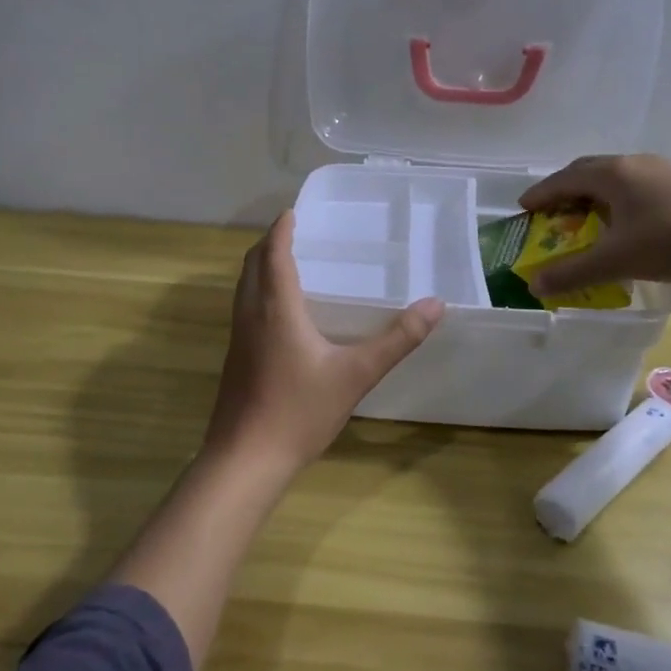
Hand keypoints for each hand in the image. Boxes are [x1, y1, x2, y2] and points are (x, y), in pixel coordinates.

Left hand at [200, 211, 443, 476]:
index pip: (274, 253)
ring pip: (244, 287)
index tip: (294, 211)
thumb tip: (435, 305)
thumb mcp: (356, 375)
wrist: (246, 460)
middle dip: (270, 243)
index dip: (282, 229)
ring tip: (289, 264)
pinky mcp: (235, 358)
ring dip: (261, 267)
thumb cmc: (299, 411)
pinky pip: (244, 308)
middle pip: (252, 264)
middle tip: (295, 233)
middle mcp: (251, 314)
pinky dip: (259, 292)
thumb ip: (397, 339)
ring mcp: (238, 337)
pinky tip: (282, 314)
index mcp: (276, 308)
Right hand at [518, 154, 670, 294]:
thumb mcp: (615, 261)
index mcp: (613, 174)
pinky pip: (638, 185)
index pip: (564, 178)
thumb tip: (533, 284)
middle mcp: (635, 164)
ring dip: (594, 192)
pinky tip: (627, 221)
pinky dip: (619, 198)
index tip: (523, 207)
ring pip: (617, 176)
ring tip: (586, 216)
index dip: (541, 192)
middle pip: (589, 170)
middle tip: (551, 210)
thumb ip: (572, 272)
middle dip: (565, 188)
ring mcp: (663, 171)